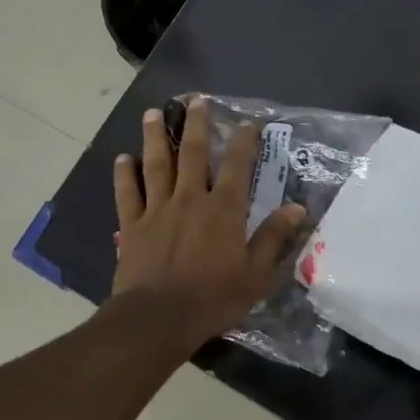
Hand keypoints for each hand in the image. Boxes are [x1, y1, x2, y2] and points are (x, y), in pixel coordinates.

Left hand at [111, 99, 306, 348]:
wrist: (158, 318)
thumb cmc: (213, 298)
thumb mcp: (255, 274)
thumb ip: (274, 238)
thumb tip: (297, 208)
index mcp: (224, 210)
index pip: (238, 167)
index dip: (244, 142)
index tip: (247, 123)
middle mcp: (191, 199)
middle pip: (193, 154)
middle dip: (196, 125)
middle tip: (194, 100)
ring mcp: (157, 209)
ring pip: (157, 165)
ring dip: (156, 137)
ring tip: (154, 113)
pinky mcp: (132, 225)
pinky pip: (128, 193)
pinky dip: (125, 174)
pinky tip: (123, 158)